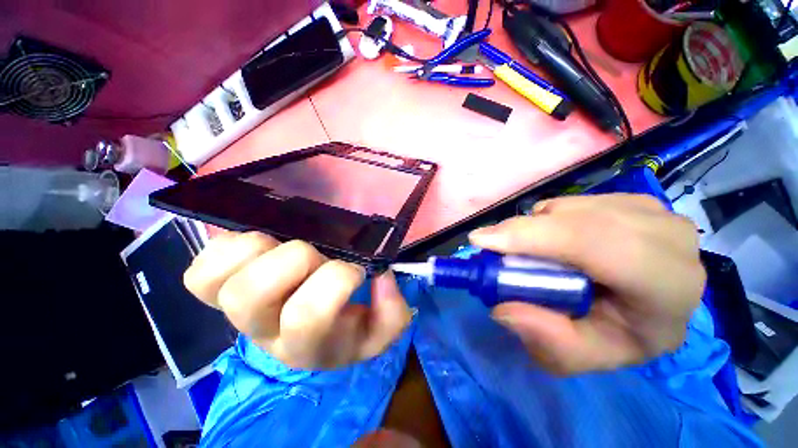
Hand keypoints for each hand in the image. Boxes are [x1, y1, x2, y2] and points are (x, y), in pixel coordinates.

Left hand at [183, 232, 412, 369]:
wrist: (297, 336)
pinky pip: (198, 272)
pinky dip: (222, 250)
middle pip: (248, 297)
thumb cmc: (336, 332)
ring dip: (254, 250)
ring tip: (276, 248)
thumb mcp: (374, 334)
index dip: (333, 282)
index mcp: (301, 350)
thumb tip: (380, 279)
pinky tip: (246, 250)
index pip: (304, 319)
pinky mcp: (209, 290)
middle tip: (311, 256)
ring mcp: (229, 312)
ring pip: (221, 280)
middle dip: (290, 260)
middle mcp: (259, 335)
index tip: (353, 271)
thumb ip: (391, 315)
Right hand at [469, 194, 704, 374]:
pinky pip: (596, 201)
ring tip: (538, 256)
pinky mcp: (649, 199)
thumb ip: (549, 341)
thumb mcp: (590, 357)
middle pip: (591, 218)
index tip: (483, 241)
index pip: (601, 245)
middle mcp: (671, 237)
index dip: (540, 237)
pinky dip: (571, 219)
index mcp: (668, 284)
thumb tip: (502, 308)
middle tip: (497, 251)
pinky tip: (569, 245)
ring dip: (552, 224)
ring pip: (590, 204)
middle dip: (535, 230)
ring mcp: (663, 211)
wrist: (670, 312)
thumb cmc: (634, 341)